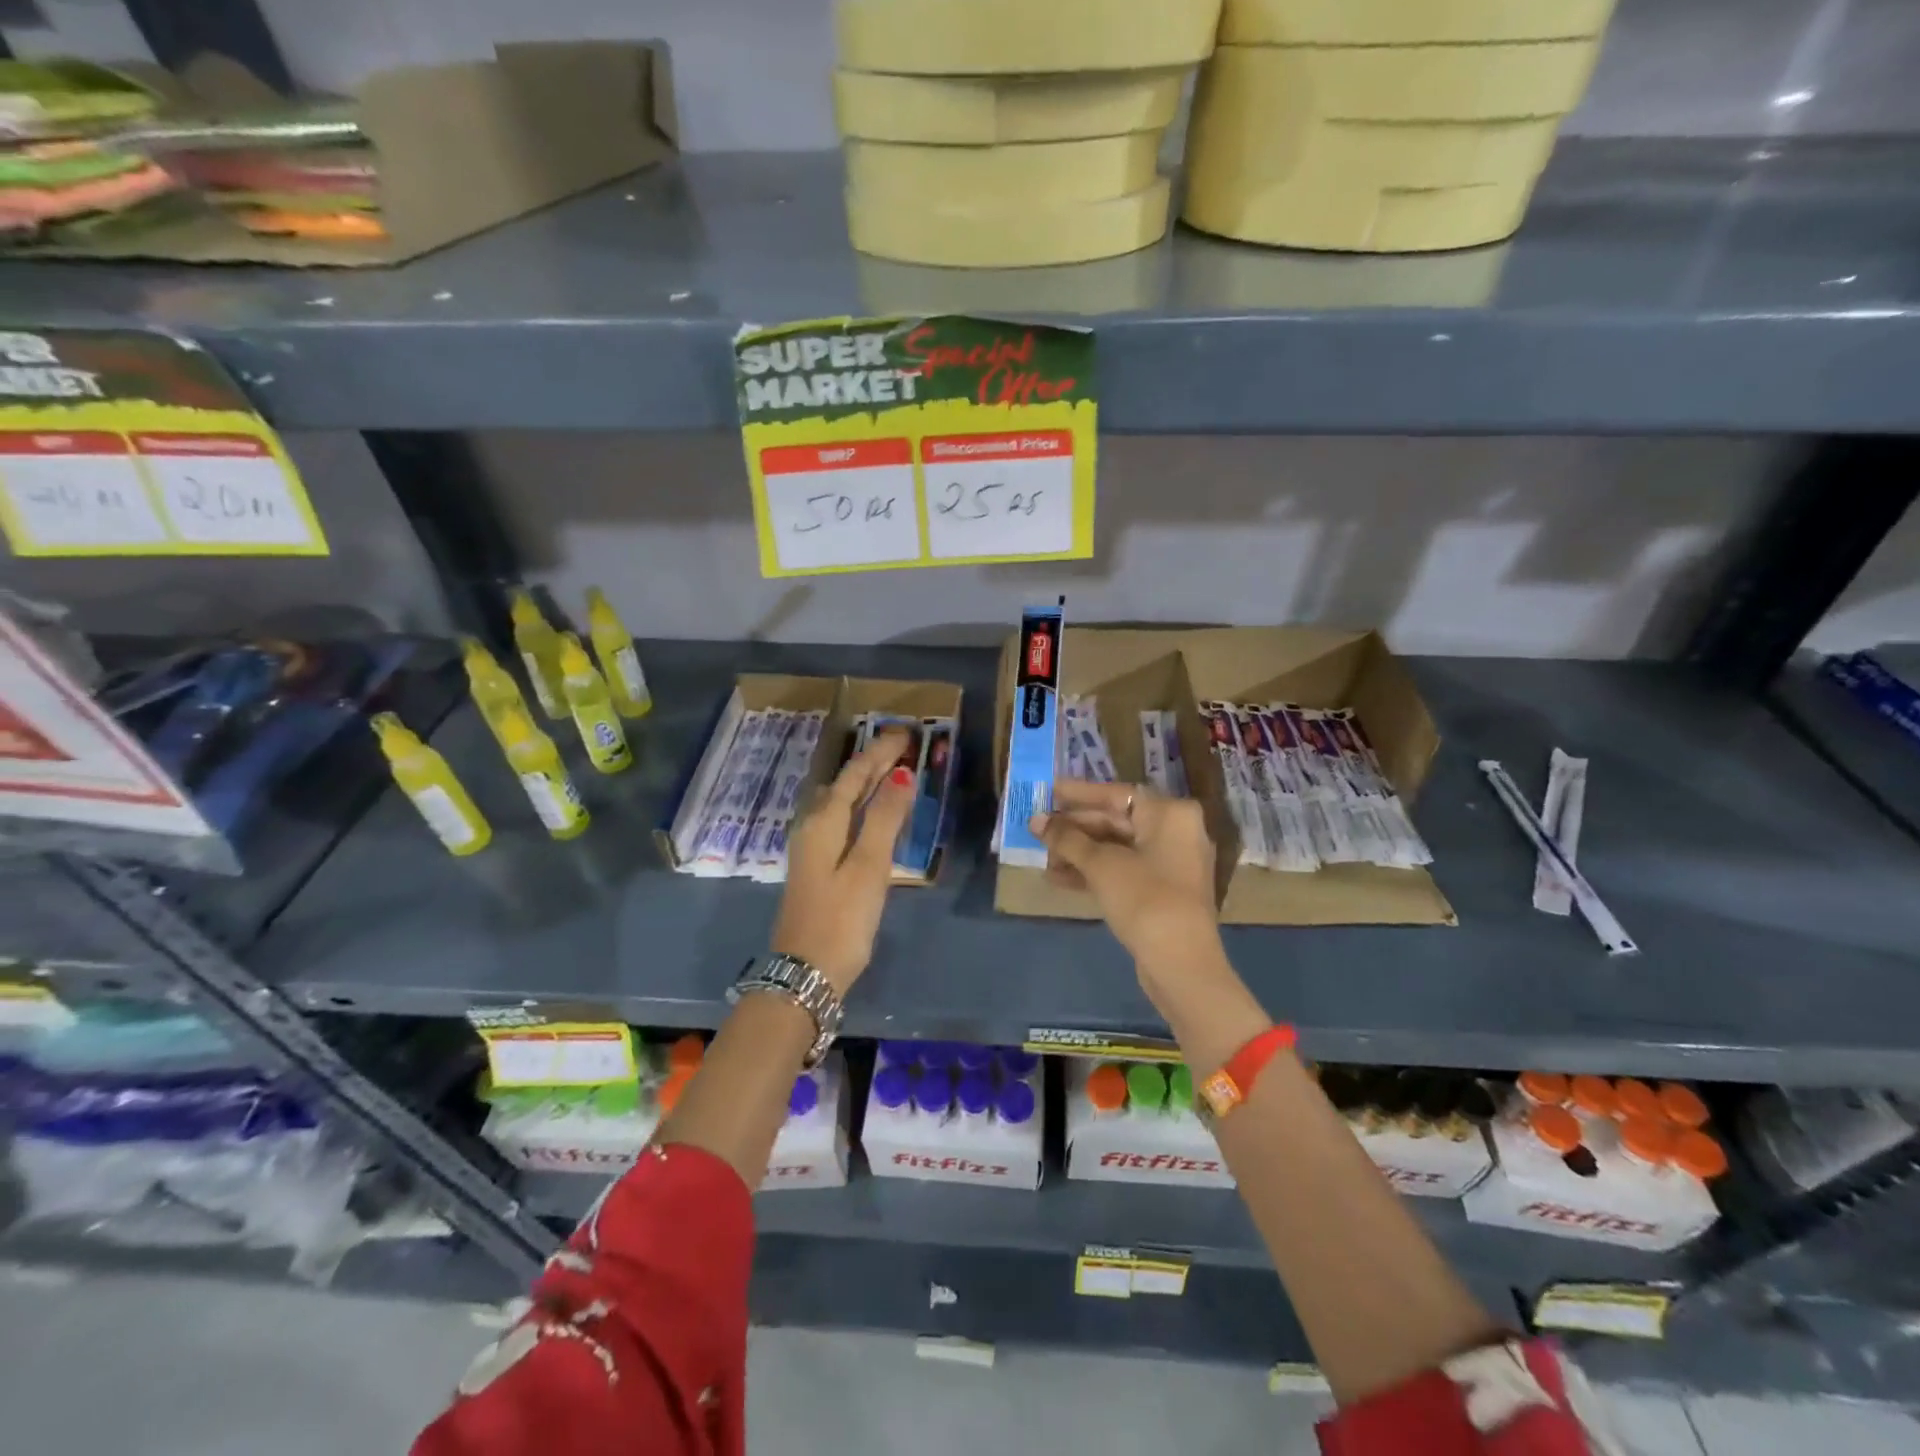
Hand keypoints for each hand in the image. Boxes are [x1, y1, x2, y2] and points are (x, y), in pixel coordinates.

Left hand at [771, 727, 915, 996]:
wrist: (805, 973)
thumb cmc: (841, 919)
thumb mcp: (869, 866)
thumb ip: (884, 819)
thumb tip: (900, 774)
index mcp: (823, 822)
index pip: (854, 775)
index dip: (879, 753)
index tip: (905, 733)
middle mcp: (812, 827)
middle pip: (843, 785)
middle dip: (871, 763)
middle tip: (901, 746)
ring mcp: (810, 848)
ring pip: (838, 802)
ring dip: (863, 784)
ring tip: (888, 771)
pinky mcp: (815, 867)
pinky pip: (839, 820)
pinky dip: (858, 806)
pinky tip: (868, 814)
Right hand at [1032, 781, 1227, 1014]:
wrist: (1181, 964)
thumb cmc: (1144, 899)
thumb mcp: (1101, 865)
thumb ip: (1066, 839)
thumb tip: (1036, 820)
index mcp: (1170, 813)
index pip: (1116, 794)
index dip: (1078, 794)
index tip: (1048, 791)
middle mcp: (1176, 831)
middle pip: (1116, 821)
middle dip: (1074, 829)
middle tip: (1037, 829)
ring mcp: (1172, 863)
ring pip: (1117, 848)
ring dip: (1079, 853)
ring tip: (1043, 859)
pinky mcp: (1163, 891)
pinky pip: (1124, 870)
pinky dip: (1094, 872)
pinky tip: (1059, 879)